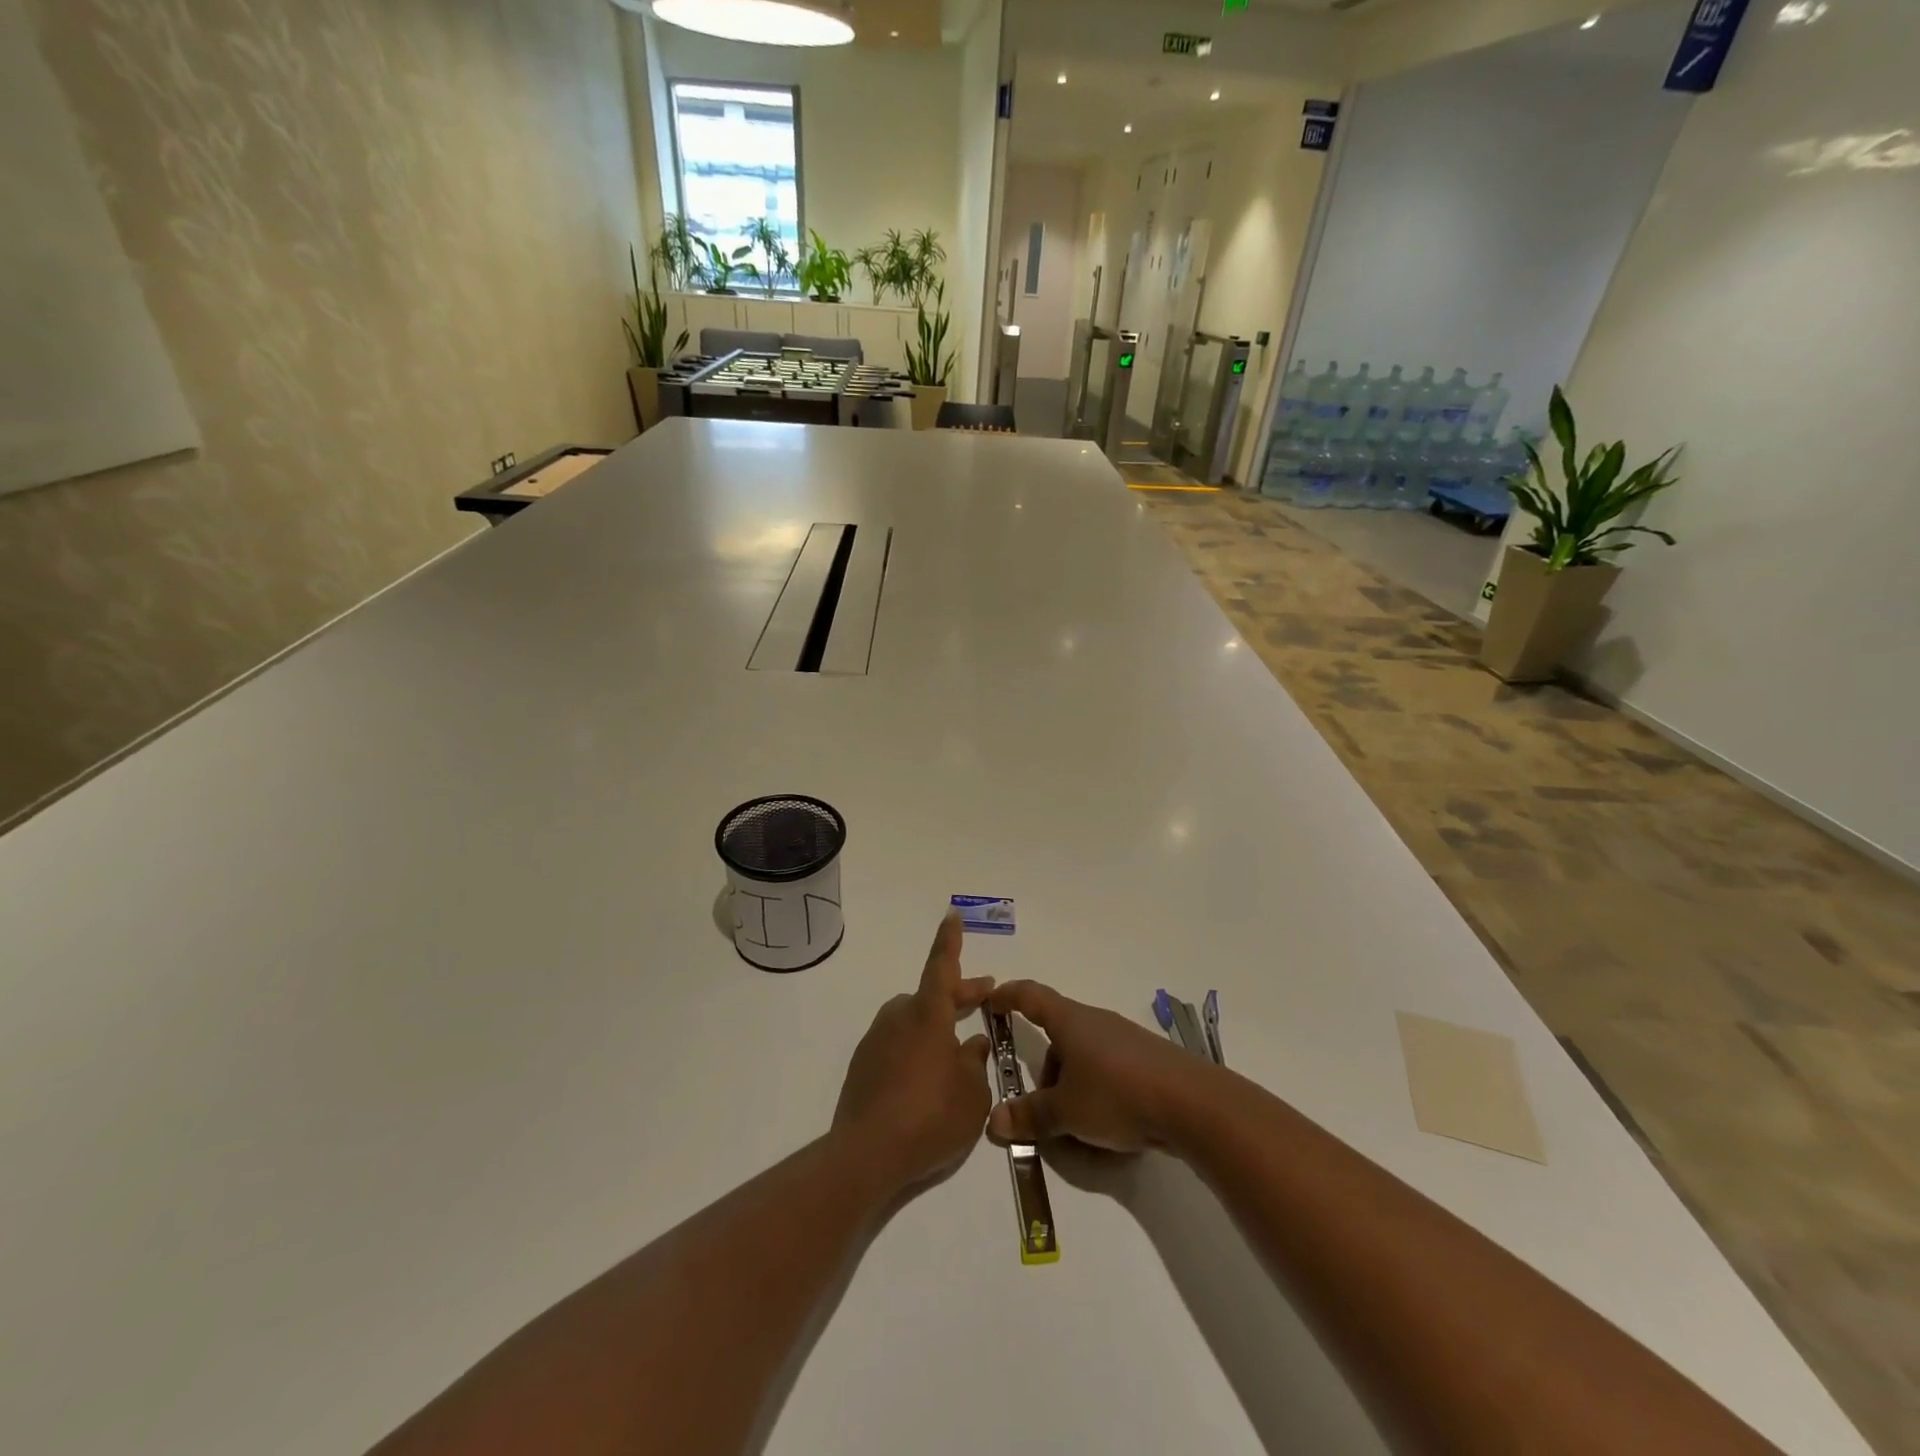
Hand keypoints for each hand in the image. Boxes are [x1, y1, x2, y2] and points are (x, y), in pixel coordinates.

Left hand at [833, 914, 994, 1193]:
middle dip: (960, 992)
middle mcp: (899, 1017)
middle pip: (932, 994)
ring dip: (936, 1024)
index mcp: (927, 1014)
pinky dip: (915, 1048)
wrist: (866, 1155)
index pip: (941, 965)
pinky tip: (927, 1078)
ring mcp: (877, 1040)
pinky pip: (896, 1044)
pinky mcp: (863, 1066)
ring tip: (958, 1048)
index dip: (949, 940)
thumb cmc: (930, 1116)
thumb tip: (971, 1044)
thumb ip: (975, 1063)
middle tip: (985, 994)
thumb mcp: (971, 1094)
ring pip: (913, 1019)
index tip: (951, 913)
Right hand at [985, 981, 1202, 1152]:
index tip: (991, 999)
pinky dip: (1098, 1092)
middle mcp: (1096, 1022)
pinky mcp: (1147, 1061)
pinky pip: (1109, 1071)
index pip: (1031, 997)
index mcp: (1071, 1022)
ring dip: (1072, 1085)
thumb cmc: (1117, 1095)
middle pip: (1059, 1036)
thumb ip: (1029, 1115)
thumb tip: (994, 1120)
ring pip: (1084, 1057)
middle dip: (1046, 1070)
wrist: (1191, 1104)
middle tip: (1040, 1107)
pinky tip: (1108, 1125)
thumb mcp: (1065, 1112)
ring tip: (1075, 1125)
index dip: (1008, 996)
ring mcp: (1125, 1040)